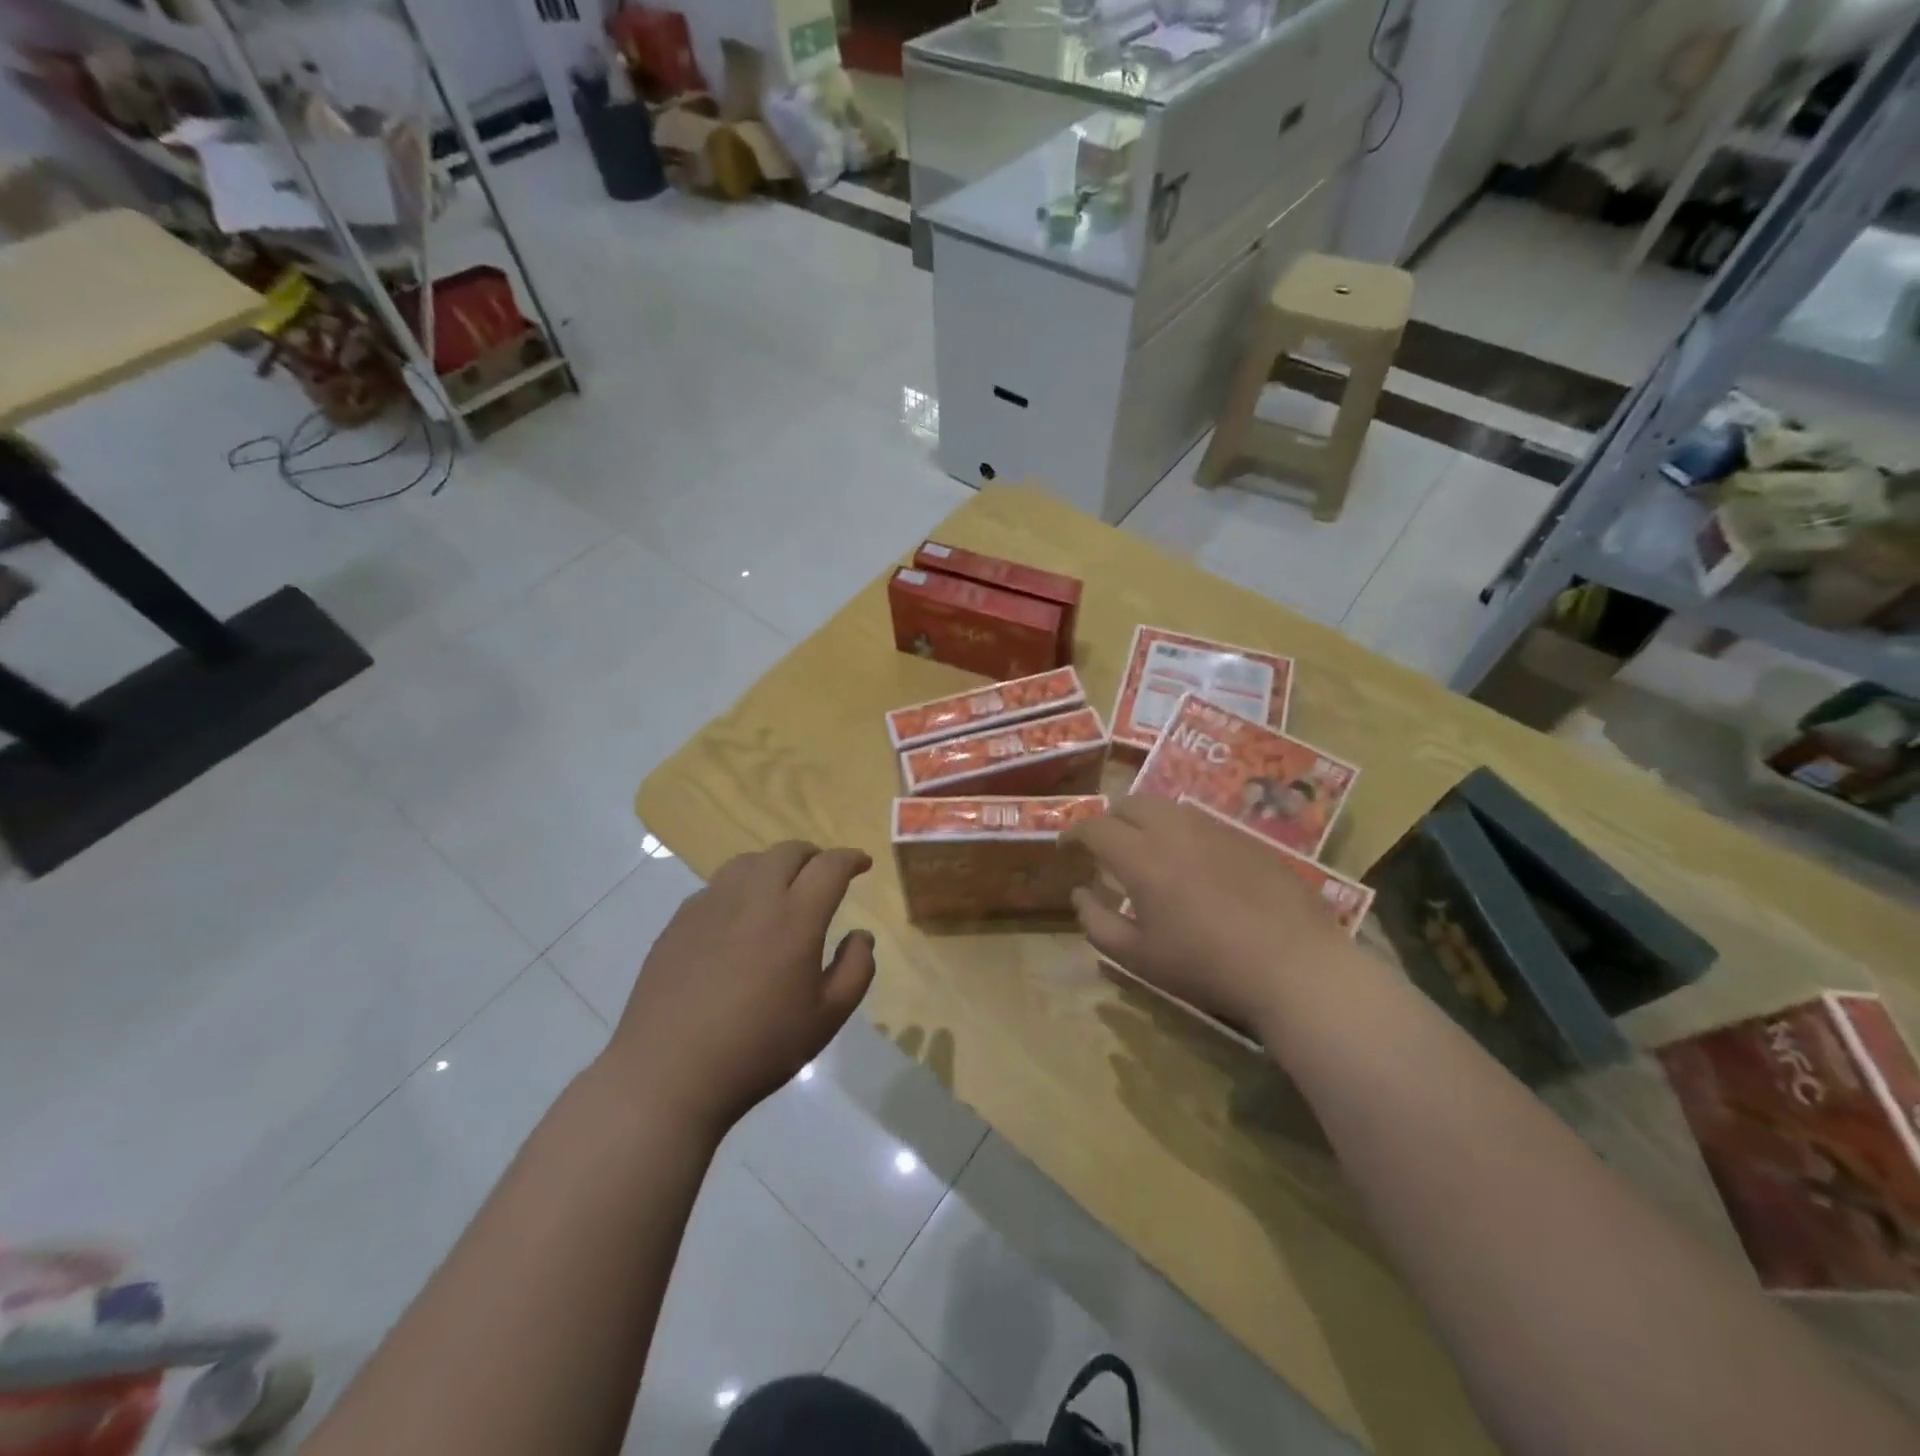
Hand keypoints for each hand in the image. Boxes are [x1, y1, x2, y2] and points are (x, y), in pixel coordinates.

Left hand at [606, 841, 875, 1137]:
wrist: (668, 1073)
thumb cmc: (759, 1047)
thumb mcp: (827, 1017)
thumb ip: (856, 969)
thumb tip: (860, 935)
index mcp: (795, 917)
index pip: (830, 866)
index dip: (851, 858)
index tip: (863, 864)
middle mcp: (753, 897)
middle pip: (789, 852)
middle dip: (814, 856)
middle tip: (824, 874)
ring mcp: (711, 904)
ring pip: (750, 862)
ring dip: (775, 865)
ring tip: (782, 887)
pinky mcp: (680, 920)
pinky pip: (718, 885)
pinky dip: (741, 886)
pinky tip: (739, 917)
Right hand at [1066, 796, 1357, 1041]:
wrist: (1294, 966)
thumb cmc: (1207, 966)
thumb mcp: (1139, 957)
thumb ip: (1098, 922)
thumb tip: (1081, 893)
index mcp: (1142, 857)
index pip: (1095, 827)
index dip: (1073, 833)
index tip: (1065, 848)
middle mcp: (1175, 830)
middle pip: (1130, 802)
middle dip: (1109, 818)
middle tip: (1105, 846)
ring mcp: (1215, 829)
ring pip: (1167, 806)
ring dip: (1145, 820)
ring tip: (1147, 849)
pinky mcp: (1246, 838)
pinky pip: (1201, 821)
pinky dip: (1181, 831)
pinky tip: (1192, 863)